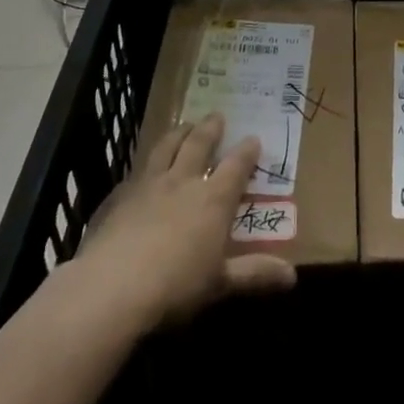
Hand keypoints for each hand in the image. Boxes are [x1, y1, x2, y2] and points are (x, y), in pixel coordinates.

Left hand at [75, 113, 294, 331]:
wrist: (111, 288)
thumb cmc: (175, 285)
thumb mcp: (220, 283)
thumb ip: (254, 274)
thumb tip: (293, 276)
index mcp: (213, 199)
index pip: (235, 166)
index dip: (246, 151)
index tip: (253, 139)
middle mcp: (183, 181)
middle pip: (198, 144)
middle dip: (210, 129)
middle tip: (217, 116)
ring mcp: (148, 185)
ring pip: (165, 147)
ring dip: (177, 134)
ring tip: (184, 125)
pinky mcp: (118, 196)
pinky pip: (136, 172)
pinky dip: (145, 165)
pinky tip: (141, 171)